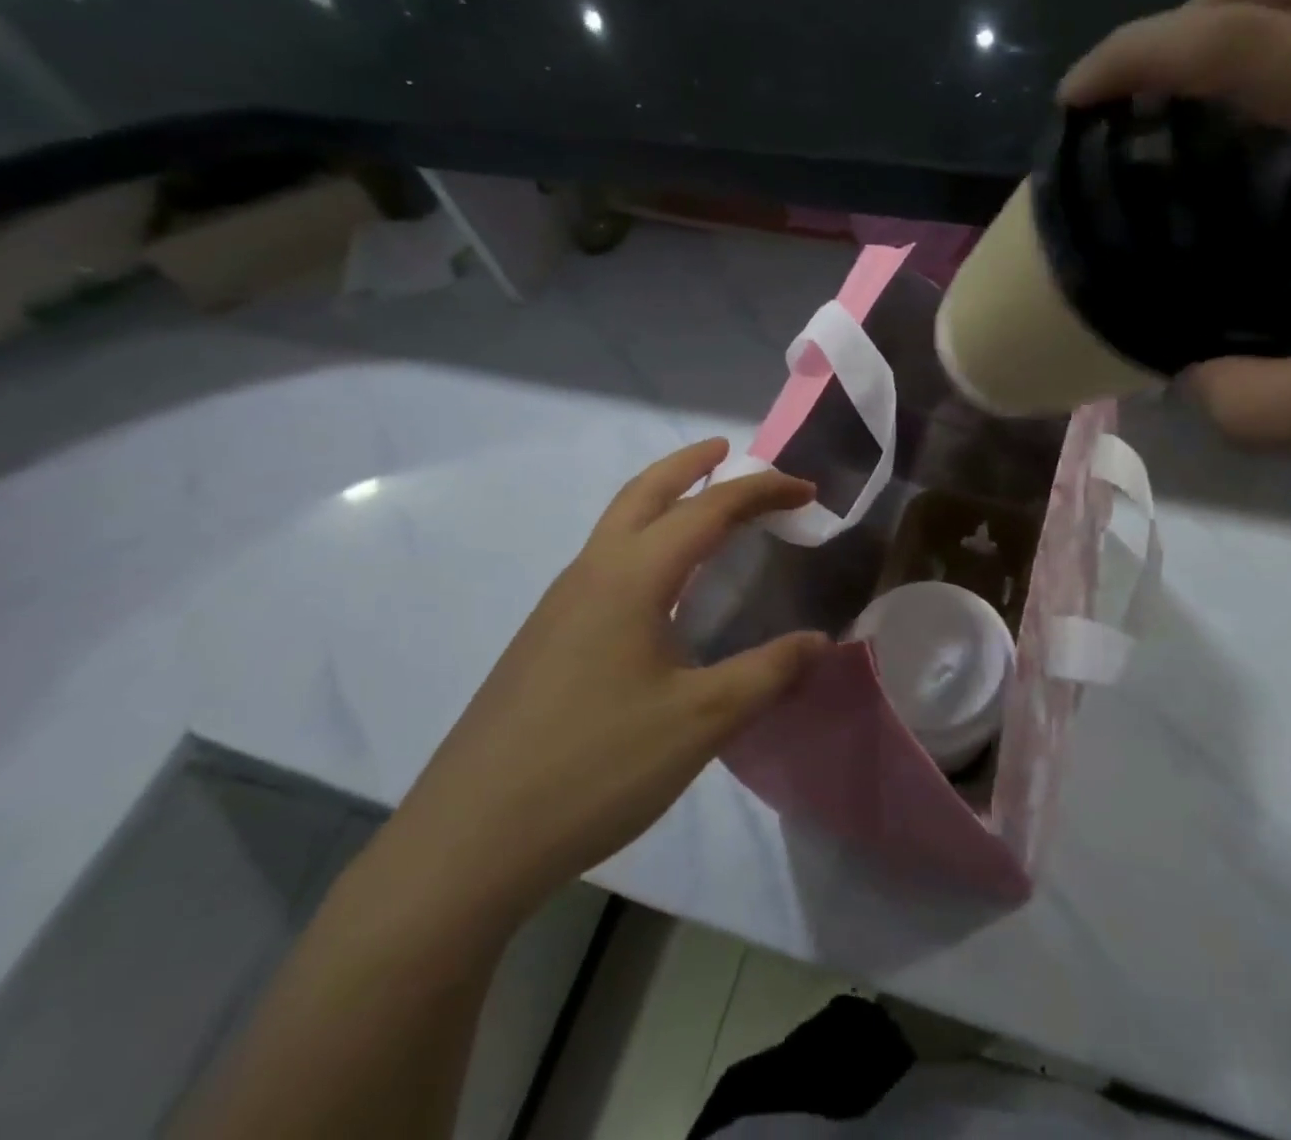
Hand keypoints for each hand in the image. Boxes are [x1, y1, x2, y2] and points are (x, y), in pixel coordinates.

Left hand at [373, 440, 828, 926]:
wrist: (469, 840)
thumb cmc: (595, 767)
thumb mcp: (700, 721)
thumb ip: (768, 673)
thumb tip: (821, 641)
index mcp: (630, 577)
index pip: (708, 510)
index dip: (762, 491)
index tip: (807, 491)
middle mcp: (591, 574)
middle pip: (644, 492)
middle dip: (690, 464)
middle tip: (729, 451)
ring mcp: (559, 606)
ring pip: (616, 525)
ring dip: (661, 500)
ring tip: (703, 509)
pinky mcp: (545, 639)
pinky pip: (604, 564)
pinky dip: (643, 543)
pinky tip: (660, 588)